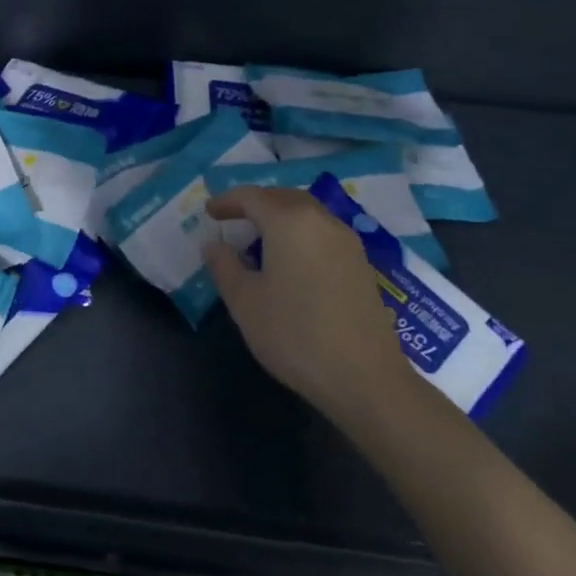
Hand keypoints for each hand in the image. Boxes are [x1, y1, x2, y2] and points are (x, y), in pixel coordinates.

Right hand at [203, 186, 409, 423]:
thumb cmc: (295, 335)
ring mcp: (347, 241)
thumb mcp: (244, 302)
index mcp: (289, 221)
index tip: (209, 212)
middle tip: (233, 219)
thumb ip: (224, 265)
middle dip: (256, 203)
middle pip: (283, 197)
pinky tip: (292, 261)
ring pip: (307, 213)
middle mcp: (321, 220)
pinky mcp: (362, 264)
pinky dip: (301, 233)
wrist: (365, 379)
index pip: (252, 196)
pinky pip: (323, 232)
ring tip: (260, 239)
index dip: (227, 201)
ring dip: (281, 216)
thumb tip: (214, 244)